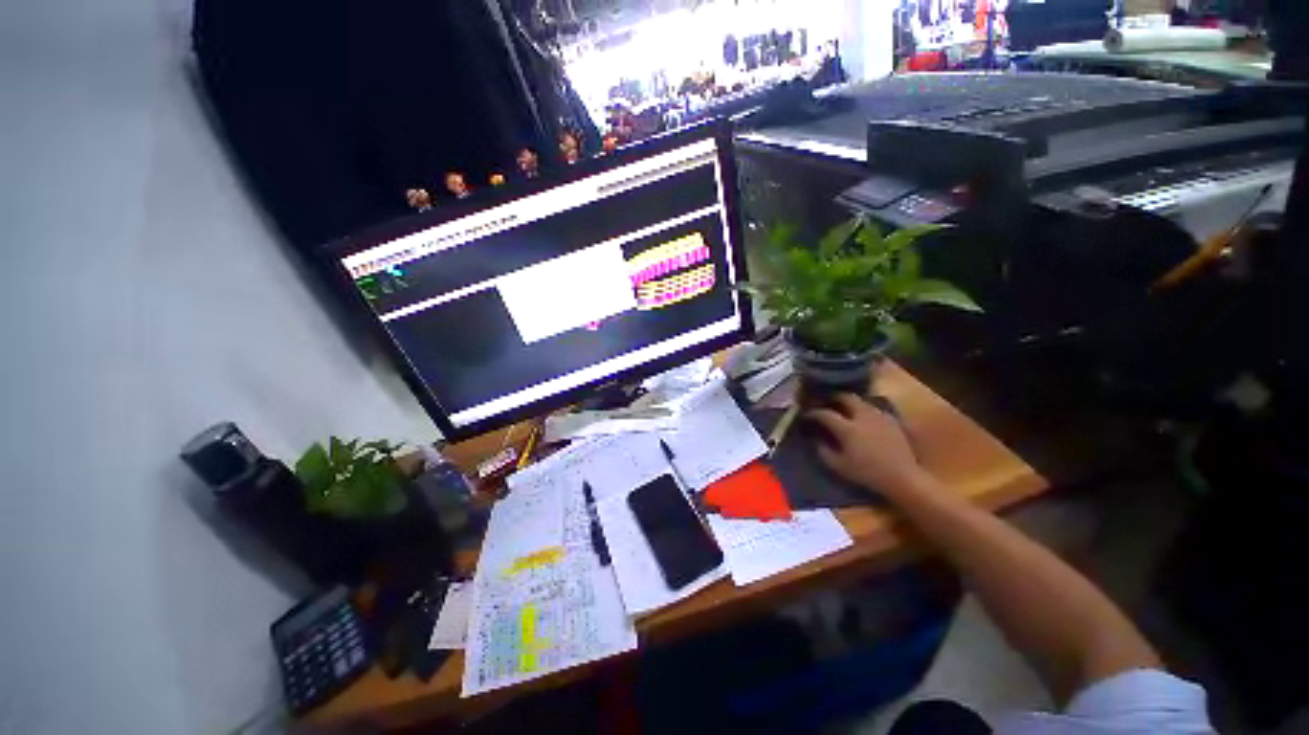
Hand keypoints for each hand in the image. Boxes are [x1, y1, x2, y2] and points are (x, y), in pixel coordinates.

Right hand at [806, 394, 926, 496]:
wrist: (903, 477)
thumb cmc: (868, 473)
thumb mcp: (840, 466)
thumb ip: (824, 451)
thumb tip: (817, 440)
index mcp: (848, 429)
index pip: (826, 414)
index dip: (814, 413)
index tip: (808, 415)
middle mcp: (863, 417)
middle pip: (846, 397)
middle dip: (834, 397)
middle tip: (828, 402)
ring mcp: (879, 417)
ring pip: (861, 401)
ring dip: (850, 403)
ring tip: (845, 409)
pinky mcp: (891, 420)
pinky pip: (874, 409)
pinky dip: (865, 410)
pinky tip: (864, 418)